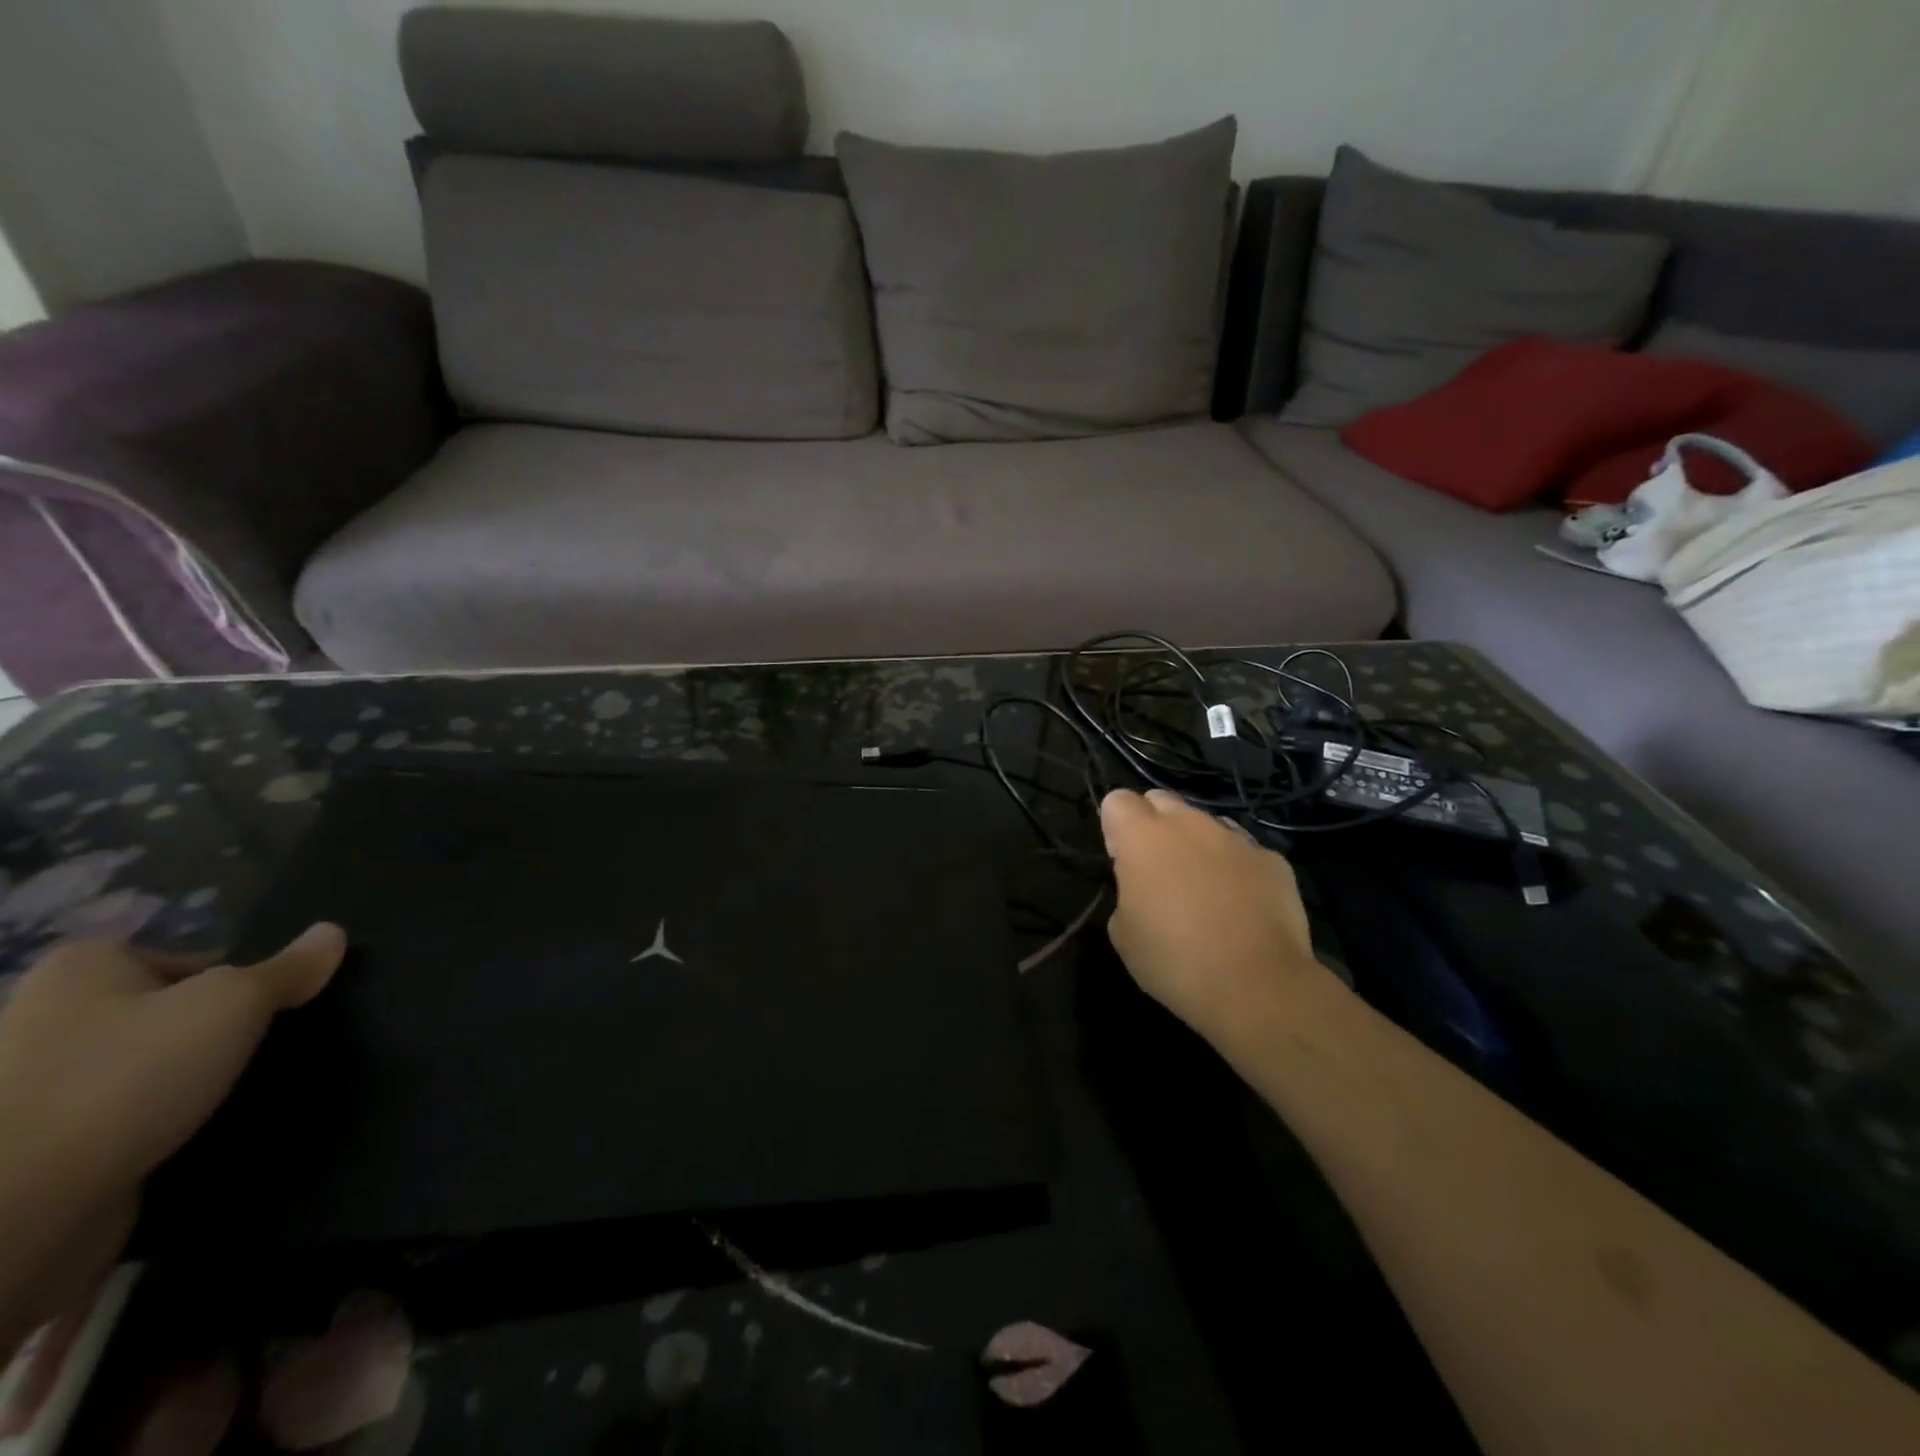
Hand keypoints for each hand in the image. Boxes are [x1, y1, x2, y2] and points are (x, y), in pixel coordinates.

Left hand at [0, 926, 345, 1349]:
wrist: (21, 1209)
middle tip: (265, 1049)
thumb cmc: (129, 1075)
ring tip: (239, 1093)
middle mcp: (50, 1017)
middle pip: (172, 1011)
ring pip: (153, 1068)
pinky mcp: (46, 1145)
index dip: (241, 980)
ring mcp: (38, 1088)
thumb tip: (333, 932)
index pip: (191, 958)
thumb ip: (289, 969)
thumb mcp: (236, 1003)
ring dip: (196, 1081)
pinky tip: (199, 1132)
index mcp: (82, 968)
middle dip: (220, 1032)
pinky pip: (130, 1117)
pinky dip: (166, 1124)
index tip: (272, 1011)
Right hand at [1099, 790, 1344, 1040]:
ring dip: (1196, 845)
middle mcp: (1189, 824)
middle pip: (1162, 800)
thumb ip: (1127, 893)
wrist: (1258, 985)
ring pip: (1206, 824)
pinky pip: (1244, 851)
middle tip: (1158, 871)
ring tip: (1204, 891)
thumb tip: (1144, 889)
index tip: (1121, 861)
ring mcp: (1235, 838)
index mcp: (1143, 838)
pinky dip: (1236, 869)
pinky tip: (1241, 906)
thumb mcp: (1123, 934)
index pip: (1117, 800)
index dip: (1115, 827)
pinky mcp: (1272, 859)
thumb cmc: (1175, 961)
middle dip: (1154, 825)